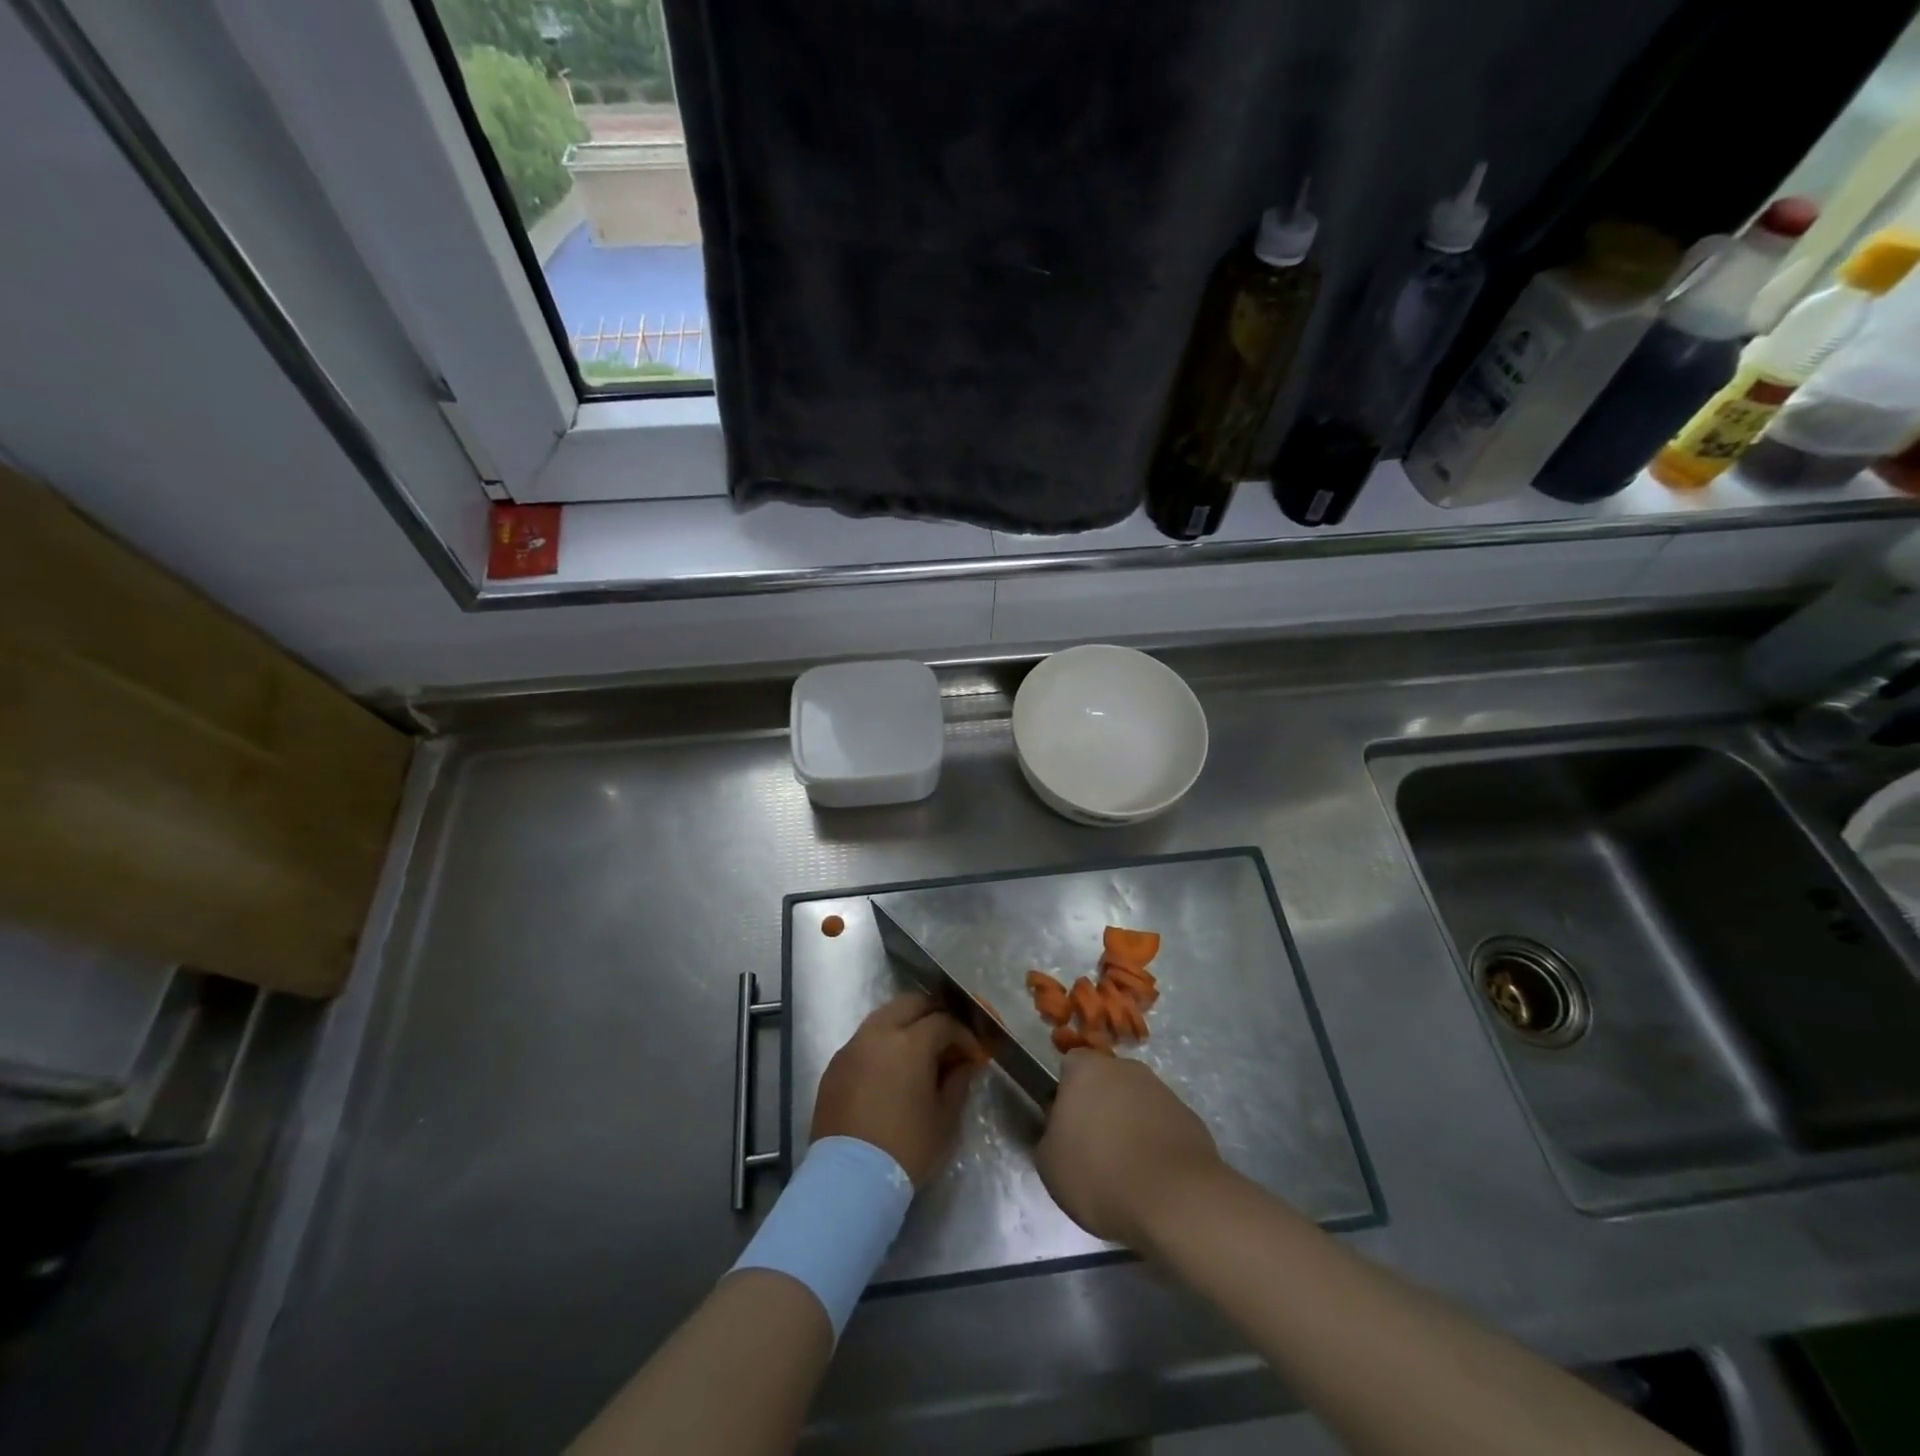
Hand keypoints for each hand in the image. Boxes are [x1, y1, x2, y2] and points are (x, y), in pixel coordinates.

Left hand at [811, 993, 980, 1186]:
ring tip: (920, 1051)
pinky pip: (864, 1039)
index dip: (963, 1035)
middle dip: (934, 1014)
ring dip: (906, 1024)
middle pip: (911, 1003)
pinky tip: (891, 1068)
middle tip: (948, 1038)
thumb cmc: (906, 1148)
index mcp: (909, 1042)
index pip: (943, 1021)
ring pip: (884, 1016)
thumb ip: (958, 1081)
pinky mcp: (835, 1065)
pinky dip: (883, 1043)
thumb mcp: (945, 1118)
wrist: (850, 1179)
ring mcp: (852, 1046)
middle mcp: (878, 1033)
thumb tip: (964, 1063)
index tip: (974, 1055)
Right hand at [1036, 1051, 1223, 1250]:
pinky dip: (1156, 1145)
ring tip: (1127, 1172)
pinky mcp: (1189, 1118)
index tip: (1066, 1128)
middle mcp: (1126, 1069)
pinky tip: (1154, 1179)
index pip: (1071, 1066)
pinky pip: (1162, 1126)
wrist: (1175, 1200)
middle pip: (1106, 1082)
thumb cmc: (1100, 1175)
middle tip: (1095, 1150)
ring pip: (1136, 1103)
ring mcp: (1162, 1091)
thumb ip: (1050, 1136)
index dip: (1066, 1095)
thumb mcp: (1049, 1164)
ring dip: (1130, 1126)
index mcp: (1087, 1069)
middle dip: (1101, 1108)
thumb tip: (1061, 1131)